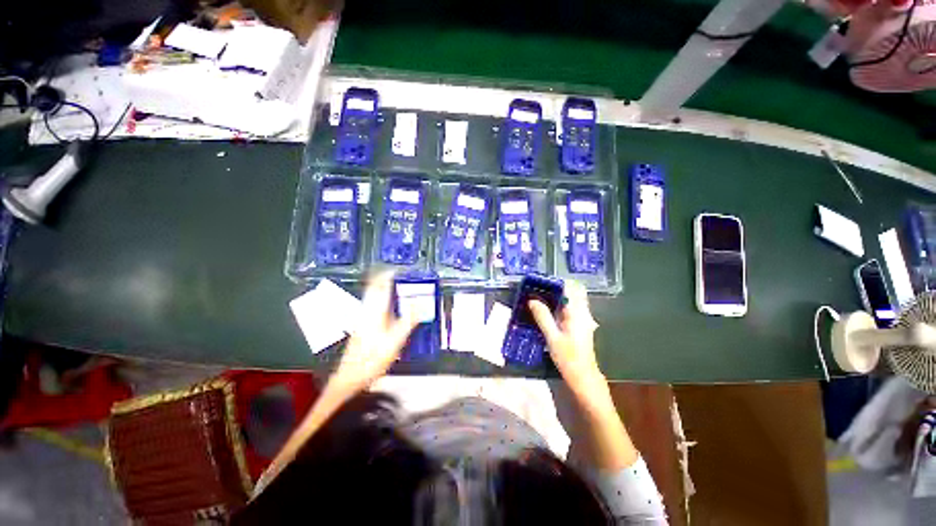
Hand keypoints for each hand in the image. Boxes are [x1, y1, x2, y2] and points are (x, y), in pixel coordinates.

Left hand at [330, 272, 417, 393]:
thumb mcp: (395, 340)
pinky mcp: (362, 325)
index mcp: (374, 310)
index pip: (380, 285)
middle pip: (374, 287)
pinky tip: (391, 306)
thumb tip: (420, 303)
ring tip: (398, 287)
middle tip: (399, 276)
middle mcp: (367, 310)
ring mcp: (363, 317)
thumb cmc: (373, 358)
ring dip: (383, 288)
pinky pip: (373, 304)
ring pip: (372, 296)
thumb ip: (408, 320)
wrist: (351, 376)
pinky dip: (382, 299)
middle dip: (385, 278)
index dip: (389, 274)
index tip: (400, 269)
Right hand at [529, 280, 602, 395]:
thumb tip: (532, 300)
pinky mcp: (581, 324)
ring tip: (540, 298)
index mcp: (577, 312)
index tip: (540, 283)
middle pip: (572, 291)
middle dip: (556, 288)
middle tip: (539, 290)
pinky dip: (561, 304)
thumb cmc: (568, 357)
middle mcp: (583, 312)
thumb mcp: (551, 337)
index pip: (569, 288)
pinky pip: (571, 307)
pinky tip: (548, 311)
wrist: (583, 376)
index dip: (555, 283)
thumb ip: (542, 316)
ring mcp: (583, 318)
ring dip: (558, 296)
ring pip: (572, 299)